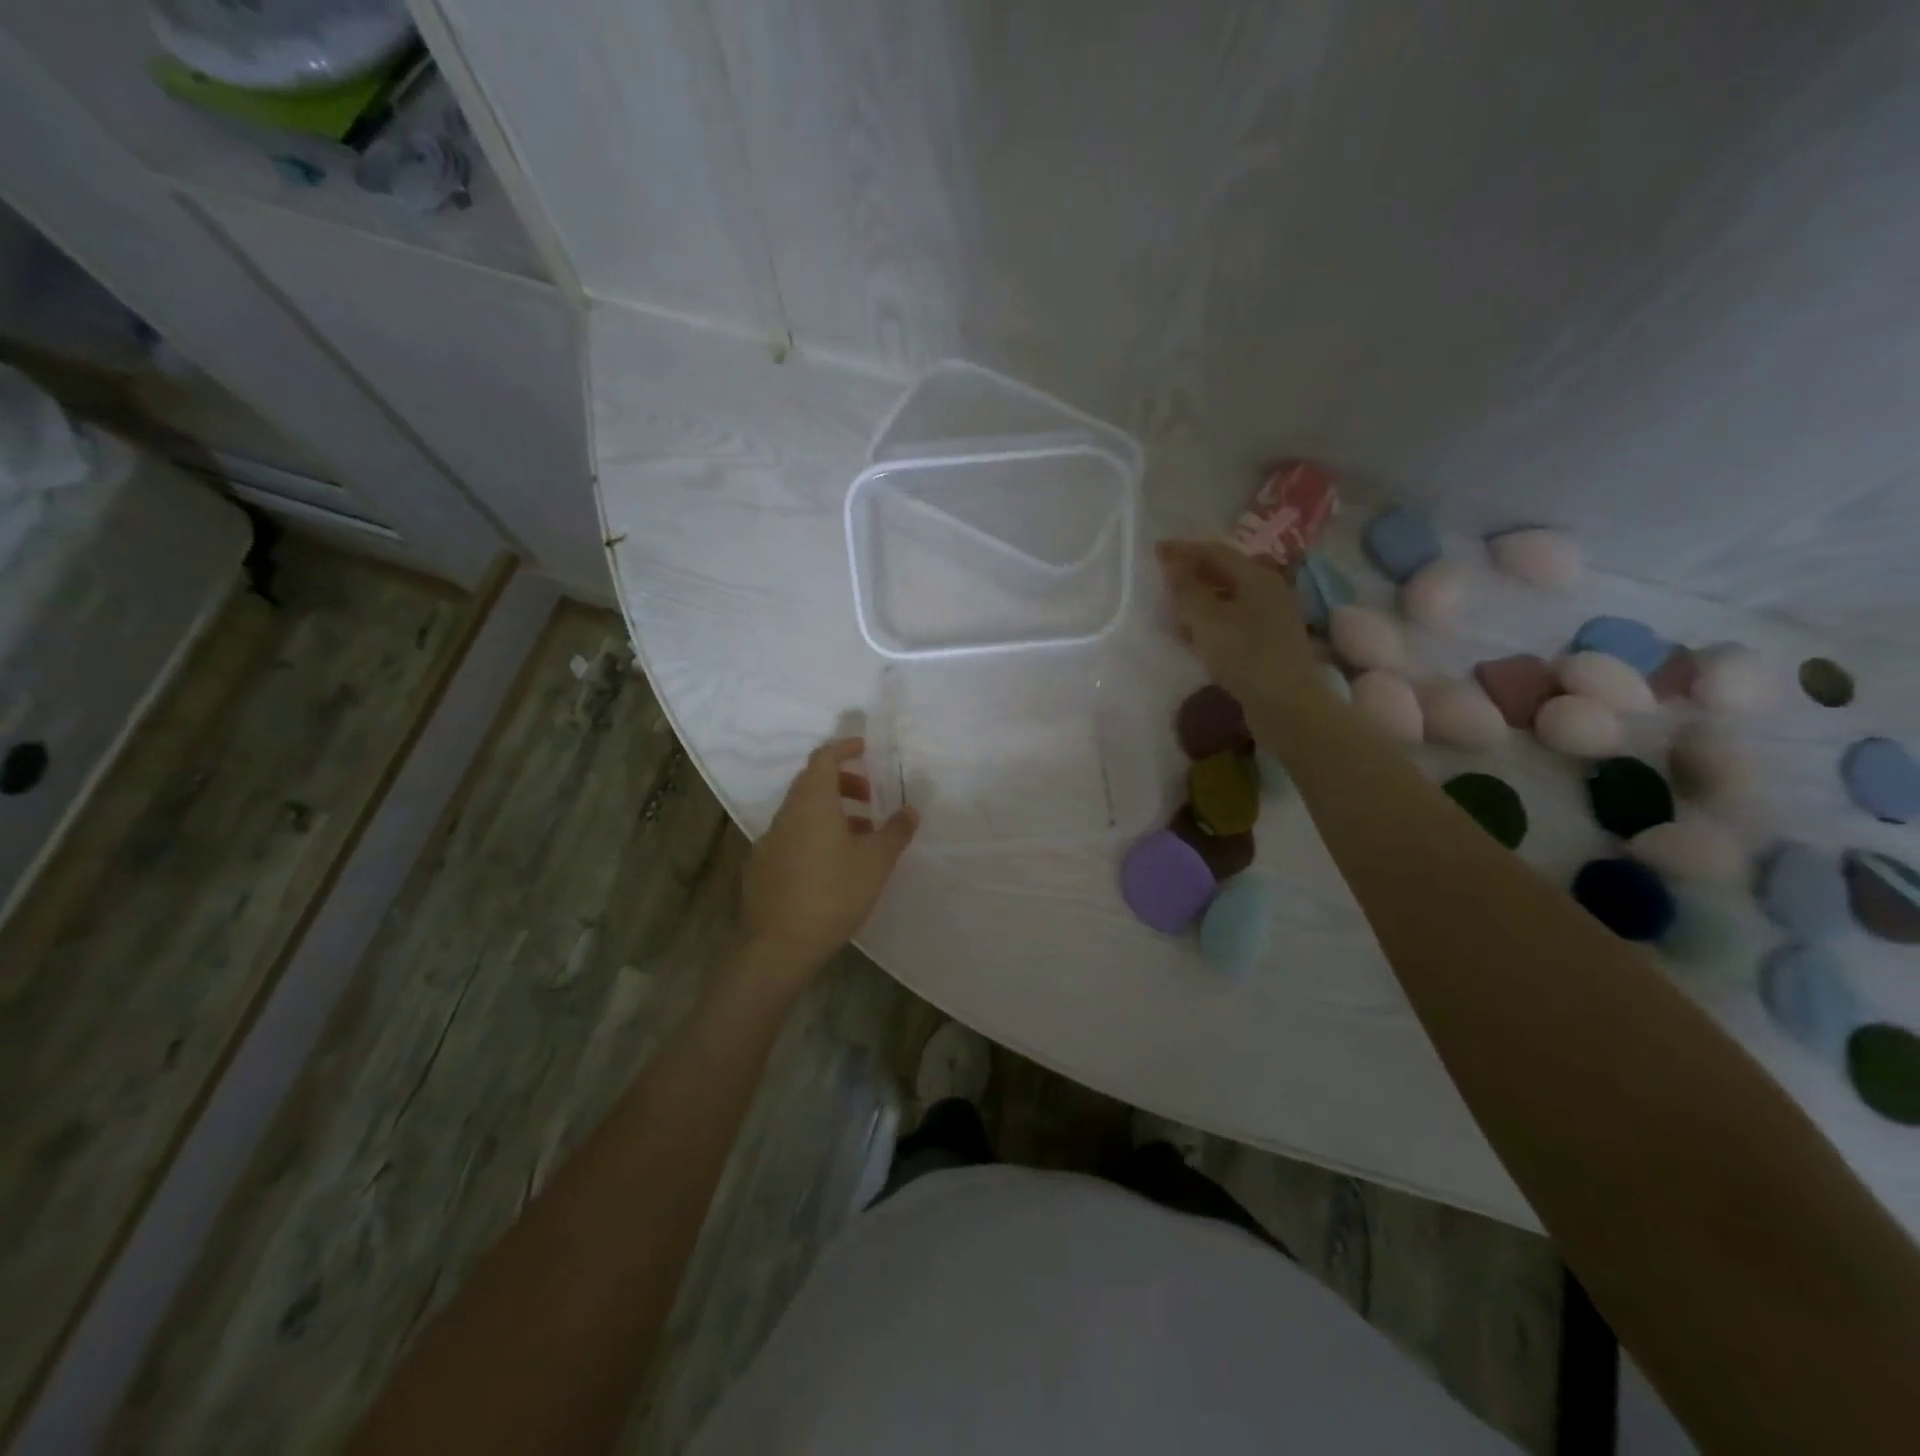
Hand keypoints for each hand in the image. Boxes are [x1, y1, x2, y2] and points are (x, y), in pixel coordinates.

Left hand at [742, 738, 917, 978]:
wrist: (779, 945)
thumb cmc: (833, 893)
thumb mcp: (875, 862)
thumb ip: (895, 831)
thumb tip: (911, 809)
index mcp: (812, 803)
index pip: (823, 758)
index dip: (844, 749)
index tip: (866, 750)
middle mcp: (786, 814)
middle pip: (812, 783)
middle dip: (843, 783)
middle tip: (871, 799)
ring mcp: (770, 841)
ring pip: (802, 812)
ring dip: (831, 812)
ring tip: (861, 836)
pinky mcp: (763, 867)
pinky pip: (793, 836)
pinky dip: (815, 834)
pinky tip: (833, 864)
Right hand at [1156, 539, 1320, 709]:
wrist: (1286, 705)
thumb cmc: (1245, 655)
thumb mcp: (1206, 620)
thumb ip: (1185, 590)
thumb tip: (1171, 565)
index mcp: (1256, 576)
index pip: (1214, 551)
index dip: (1183, 550)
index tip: (1154, 552)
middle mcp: (1267, 590)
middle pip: (1223, 572)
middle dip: (1190, 573)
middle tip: (1159, 579)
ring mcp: (1269, 618)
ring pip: (1226, 598)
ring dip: (1197, 599)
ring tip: (1169, 607)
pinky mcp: (1265, 643)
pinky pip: (1230, 621)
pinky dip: (1207, 621)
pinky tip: (1190, 634)